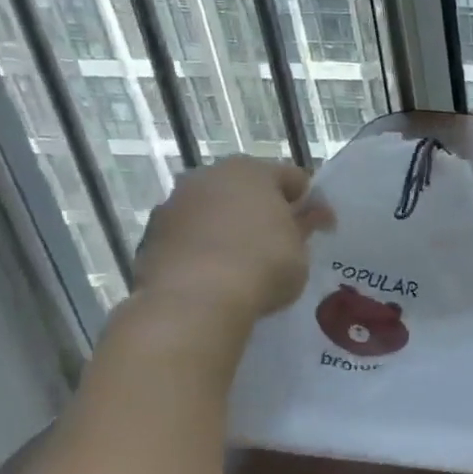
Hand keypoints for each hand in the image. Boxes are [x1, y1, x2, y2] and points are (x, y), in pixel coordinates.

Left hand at [132, 157, 332, 327]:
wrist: (194, 301)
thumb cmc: (262, 265)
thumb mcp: (300, 249)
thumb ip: (306, 227)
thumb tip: (315, 215)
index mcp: (251, 171)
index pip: (293, 178)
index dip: (311, 202)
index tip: (321, 228)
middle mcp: (209, 177)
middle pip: (247, 189)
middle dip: (266, 210)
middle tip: (283, 241)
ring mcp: (174, 204)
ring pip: (214, 211)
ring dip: (231, 227)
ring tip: (248, 261)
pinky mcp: (151, 235)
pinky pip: (190, 236)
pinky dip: (205, 247)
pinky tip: (218, 274)